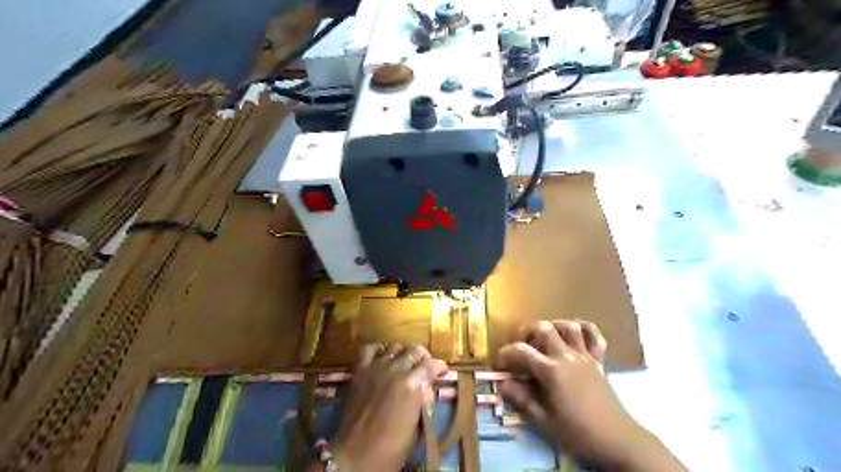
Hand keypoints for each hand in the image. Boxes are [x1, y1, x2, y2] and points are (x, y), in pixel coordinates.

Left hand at [329, 343, 450, 470]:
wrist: (356, 454)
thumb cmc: (391, 447)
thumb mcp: (418, 427)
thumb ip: (424, 401)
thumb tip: (427, 387)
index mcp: (414, 385)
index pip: (432, 365)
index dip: (439, 367)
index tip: (442, 371)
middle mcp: (397, 369)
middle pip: (415, 350)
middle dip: (423, 357)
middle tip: (424, 367)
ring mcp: (377, 367)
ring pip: (395, 347)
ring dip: (403, 353)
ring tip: (404, 362)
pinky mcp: (360, 370)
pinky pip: (370, 349)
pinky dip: (378, 349)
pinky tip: (382, 357)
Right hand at [497, 319, 662, 468]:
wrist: (617, 440)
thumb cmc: (578, 432)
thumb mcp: (544, 420)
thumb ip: (522, 398)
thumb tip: (502, 383)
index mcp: (551, 371)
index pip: (521, 351)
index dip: (506, 353)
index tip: (500, 363)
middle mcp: (566, 356)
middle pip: (543, 328)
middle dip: (526, 332)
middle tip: (520, 346)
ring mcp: (585, 356)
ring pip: (568, 327)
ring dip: (553, 326)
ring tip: (544, 339)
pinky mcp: (598, 361)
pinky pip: (595, 336)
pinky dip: (584, 329)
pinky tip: (573, 334)